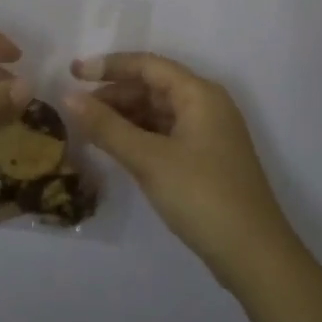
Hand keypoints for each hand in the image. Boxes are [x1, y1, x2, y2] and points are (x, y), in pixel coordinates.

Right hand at [64, 52, 295, 286]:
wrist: (253, 255)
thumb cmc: (201, 196)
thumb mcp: (148, 159)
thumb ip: (106, 126)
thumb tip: (67, 97)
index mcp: (199, 94)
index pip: (147, 65)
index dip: (108, 66)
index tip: (72, 74)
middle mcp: (206, 105)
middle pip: (152, 86)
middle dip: (113, 94)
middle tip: (75, 109)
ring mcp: (208, 133)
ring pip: (157, 111)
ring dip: (123, 116)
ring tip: (88, 129)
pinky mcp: (205, 159)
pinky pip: (164, 133)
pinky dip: (138, 136)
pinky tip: (115, 148)